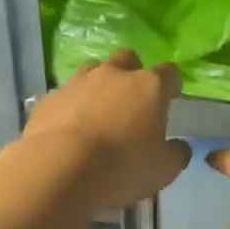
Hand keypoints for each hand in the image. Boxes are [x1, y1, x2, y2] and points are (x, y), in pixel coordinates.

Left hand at [18, 51, 190, 209]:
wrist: (61, 168)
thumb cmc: (123, 166)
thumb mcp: (164, 170)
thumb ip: (176, 154)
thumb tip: (180, 147)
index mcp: (149, 86)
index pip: (168, 73)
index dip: (171, 84)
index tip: (171, 97)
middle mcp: (114, 75)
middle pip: (127, 59)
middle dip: (132, 73)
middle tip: (132, 99)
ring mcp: (78, 82)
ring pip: (92, 71)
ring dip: (98, 85)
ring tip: (98, 111)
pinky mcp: (49, 98)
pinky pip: (65, 94)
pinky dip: (71, 105)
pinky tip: (69, 128)